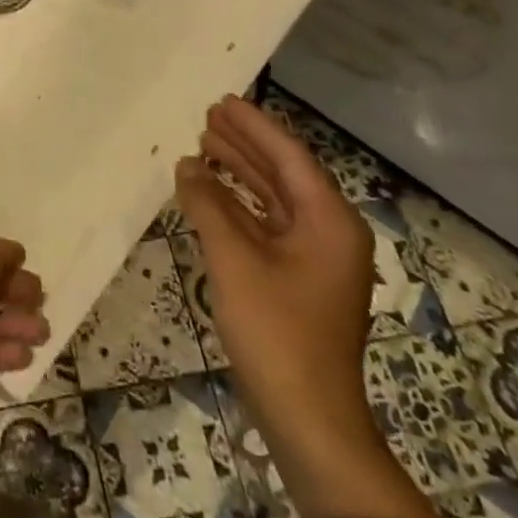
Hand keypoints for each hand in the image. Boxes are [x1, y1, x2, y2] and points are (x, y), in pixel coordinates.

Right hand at [176, 94, 375, 453]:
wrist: (308, 417)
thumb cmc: (277, 332)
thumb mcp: (235, 261)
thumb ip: (208, 206)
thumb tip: (188, 165)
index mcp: (329, 222)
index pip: (289, 157)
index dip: (254, 127)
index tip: (222, 101)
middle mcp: (329, 233)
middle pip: (284, 174)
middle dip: (246, 145)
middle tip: (207, 116)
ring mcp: (314, 259)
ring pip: (274, 200)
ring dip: (240, 173)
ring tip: (203, 146)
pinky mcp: (296, 280)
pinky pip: (266, 226)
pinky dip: (238, 207)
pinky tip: (208, 196)